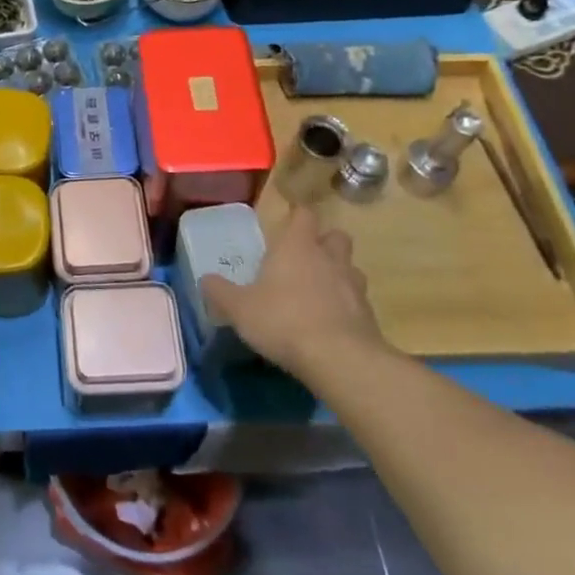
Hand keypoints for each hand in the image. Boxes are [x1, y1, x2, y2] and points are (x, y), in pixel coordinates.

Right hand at [200, 206, 391, 380]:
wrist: (340, 360)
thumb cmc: (283, 320)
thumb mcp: (239, 308)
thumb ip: (220, 292)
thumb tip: (205, 279)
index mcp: (297, 246)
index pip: (303, 214)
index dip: (297, 216)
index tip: (287, 224)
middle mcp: (329, 257)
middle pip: (335, 236)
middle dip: (324, 243)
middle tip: (305, 259)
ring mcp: (354, 286)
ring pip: (350, 268)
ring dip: (338, 275)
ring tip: (319, 293)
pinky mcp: (370, 316)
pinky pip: (358, 302)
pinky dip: (347, 307)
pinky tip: (330, 324)